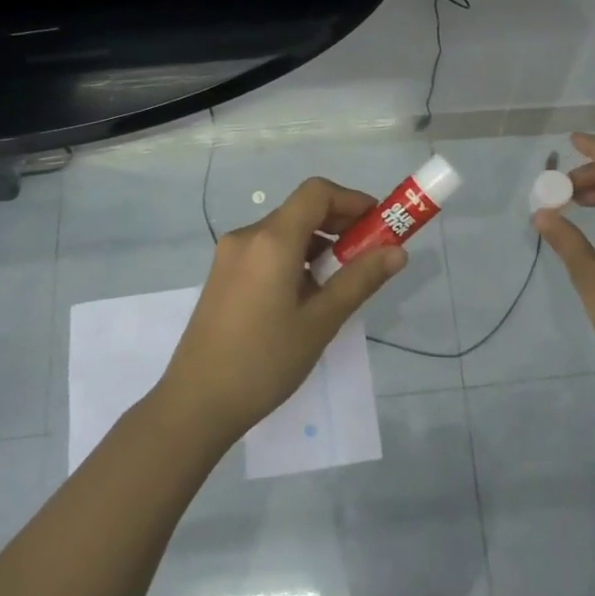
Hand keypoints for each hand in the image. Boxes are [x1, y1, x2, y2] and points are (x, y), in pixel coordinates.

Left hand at [160, 177, 406, 444]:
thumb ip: (360, 280)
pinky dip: (294, 257)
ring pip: (284, 232)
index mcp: (272, 240)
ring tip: (340, 282)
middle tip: (368, 255)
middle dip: (340, 224)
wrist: (197, 402)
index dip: (352, 200)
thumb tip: (397, 252)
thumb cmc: (264, 361)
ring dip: (318, 243)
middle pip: (301, 210)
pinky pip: (266, 251)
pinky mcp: (223, 275)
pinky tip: (306, 295)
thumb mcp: (321, 321)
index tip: (378, 225)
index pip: (317, 193)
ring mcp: (230, 256)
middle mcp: (247, 237)